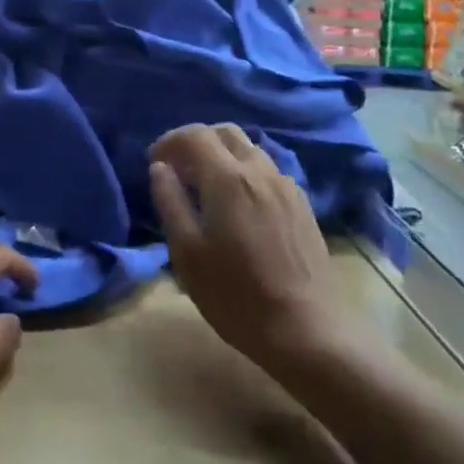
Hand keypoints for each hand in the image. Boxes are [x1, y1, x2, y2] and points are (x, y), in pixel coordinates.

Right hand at [149, 124, 340, 372]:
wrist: (309, 331)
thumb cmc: (237, 295)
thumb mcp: (187, 253)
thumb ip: (170, 202)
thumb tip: (160, 168)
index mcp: (227, 177)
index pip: (194, 134)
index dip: (169, 140)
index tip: (154, 161)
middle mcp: (259, 170)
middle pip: (225, 133)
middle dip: (197, 141)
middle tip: (179, 169)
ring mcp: (286, 186)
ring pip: (250, 150)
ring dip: (223, 156)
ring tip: (207, 188)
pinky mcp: (303, 205)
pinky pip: (268, 171)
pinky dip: (245, 172)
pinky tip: (240, 206)